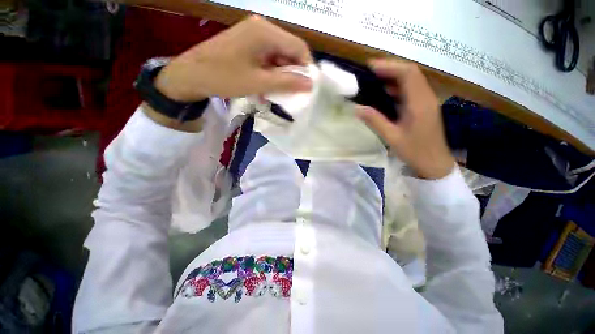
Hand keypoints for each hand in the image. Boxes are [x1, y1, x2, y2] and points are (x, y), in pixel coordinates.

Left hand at [154, 16, 312, 101]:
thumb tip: (310, 84)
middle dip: (294, 72)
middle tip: (293, 92)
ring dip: (282, 73)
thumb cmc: (224, 78)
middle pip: (289, 50)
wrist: (191, 74)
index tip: (307, 87)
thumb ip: (286, 82)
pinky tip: (268, 84)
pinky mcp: (248, 42)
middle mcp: (262, 27)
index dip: (306, 68)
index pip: (299, 47)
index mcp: (265, 32)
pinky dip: (272, 71)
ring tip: (279, 91)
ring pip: (279, 54)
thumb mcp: (259, 83)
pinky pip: (268, 56)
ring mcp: (254, 33)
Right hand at [356, 59, 454, 179]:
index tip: (370, 67)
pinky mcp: (424, 106)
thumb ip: (375, 121)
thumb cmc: (414, 151)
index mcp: (419, 103)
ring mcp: (426, 101)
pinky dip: (397, 86)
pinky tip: (385, 93)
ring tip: (374, 79)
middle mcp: (425, 97)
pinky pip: (411, 90)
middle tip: (369, 72)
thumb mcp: (391, 137)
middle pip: (410, 72)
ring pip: (411, 80)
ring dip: (393, 76)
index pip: (407, 74)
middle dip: (390, 68)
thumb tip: (357, 108)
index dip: (389, 66)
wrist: (434, 163)